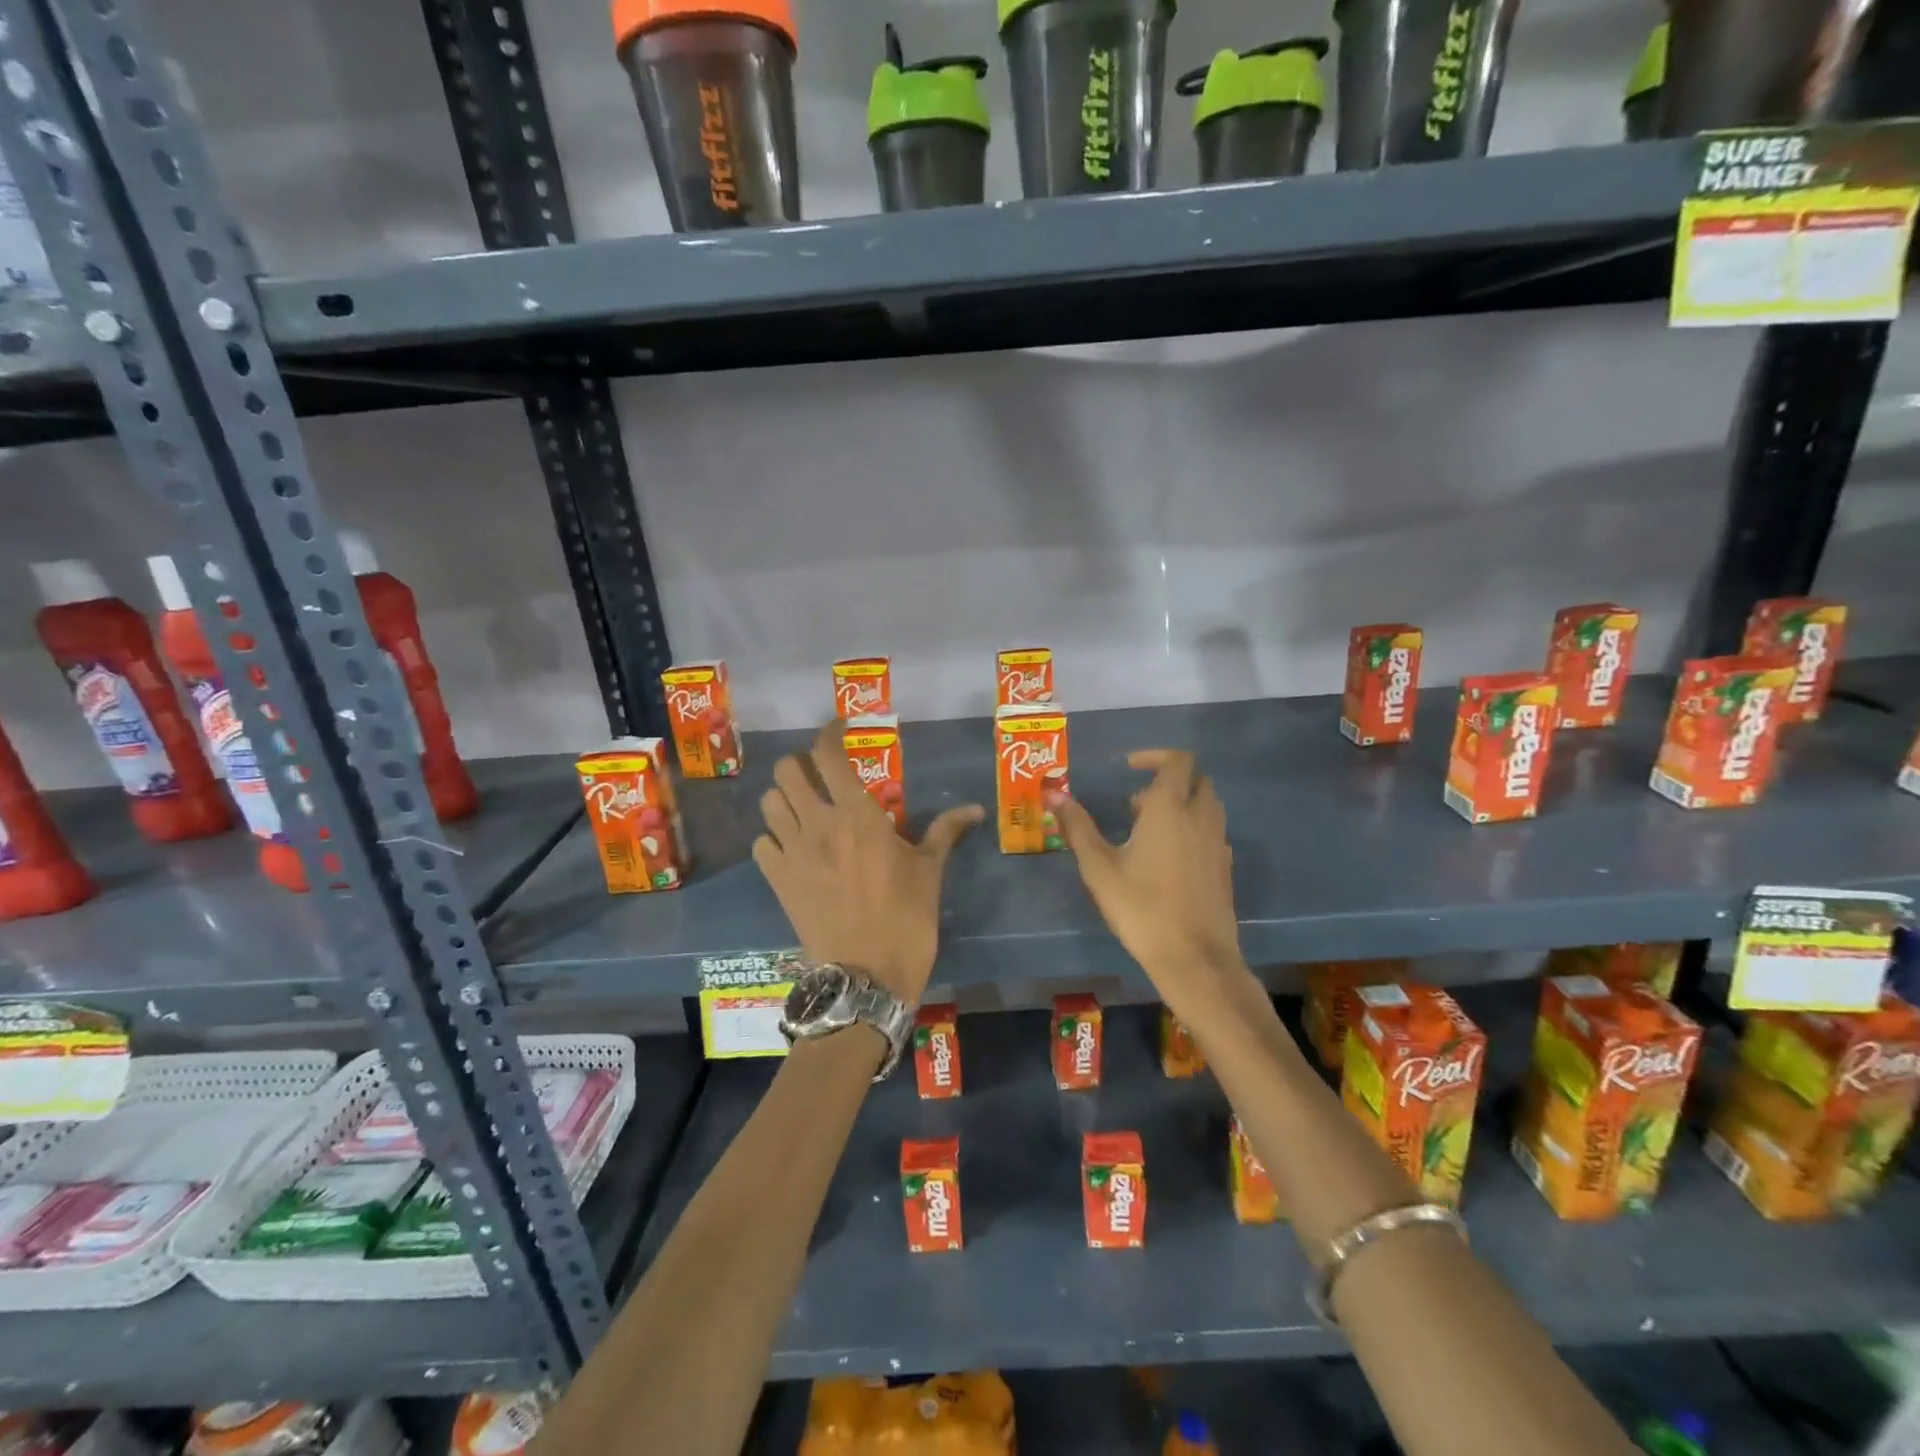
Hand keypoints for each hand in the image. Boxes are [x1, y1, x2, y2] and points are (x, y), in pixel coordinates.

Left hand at [754, 723, 984, 1005]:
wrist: (866, 976)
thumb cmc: (906, 919)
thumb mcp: (930, 871)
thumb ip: (945, 832)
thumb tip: (975, 809)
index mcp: (858, 815)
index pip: (828, 755)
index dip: (829, 732)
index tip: (841, 728)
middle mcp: (818, 824)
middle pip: (787, 770)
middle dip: (802, 764)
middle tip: (822, 776)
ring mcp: (792, 852)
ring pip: (769, 803)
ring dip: (785, 798)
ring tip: (806, 809)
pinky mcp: (778, 881)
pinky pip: (762, 844)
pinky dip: (773, 838)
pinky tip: (792, 848)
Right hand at [1047, 749, 1244, 999]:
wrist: (1194, 958)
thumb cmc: (1141, 907)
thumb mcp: (1099, 867)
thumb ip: (1078, 826)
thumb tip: (1054, 793)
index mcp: (1170, 809)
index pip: (1177, 761)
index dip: (1154, 756)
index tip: (1129, 767)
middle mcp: (1200, 817)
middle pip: (1196, 779)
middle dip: (1168, 780)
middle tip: (1135, 805)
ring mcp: (1217, 843)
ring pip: (1207, 805)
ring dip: (1182, 804)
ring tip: (1147, 832)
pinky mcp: (1224, 868)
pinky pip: (1212, 832)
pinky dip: (1193, 829)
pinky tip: (1167, 859)